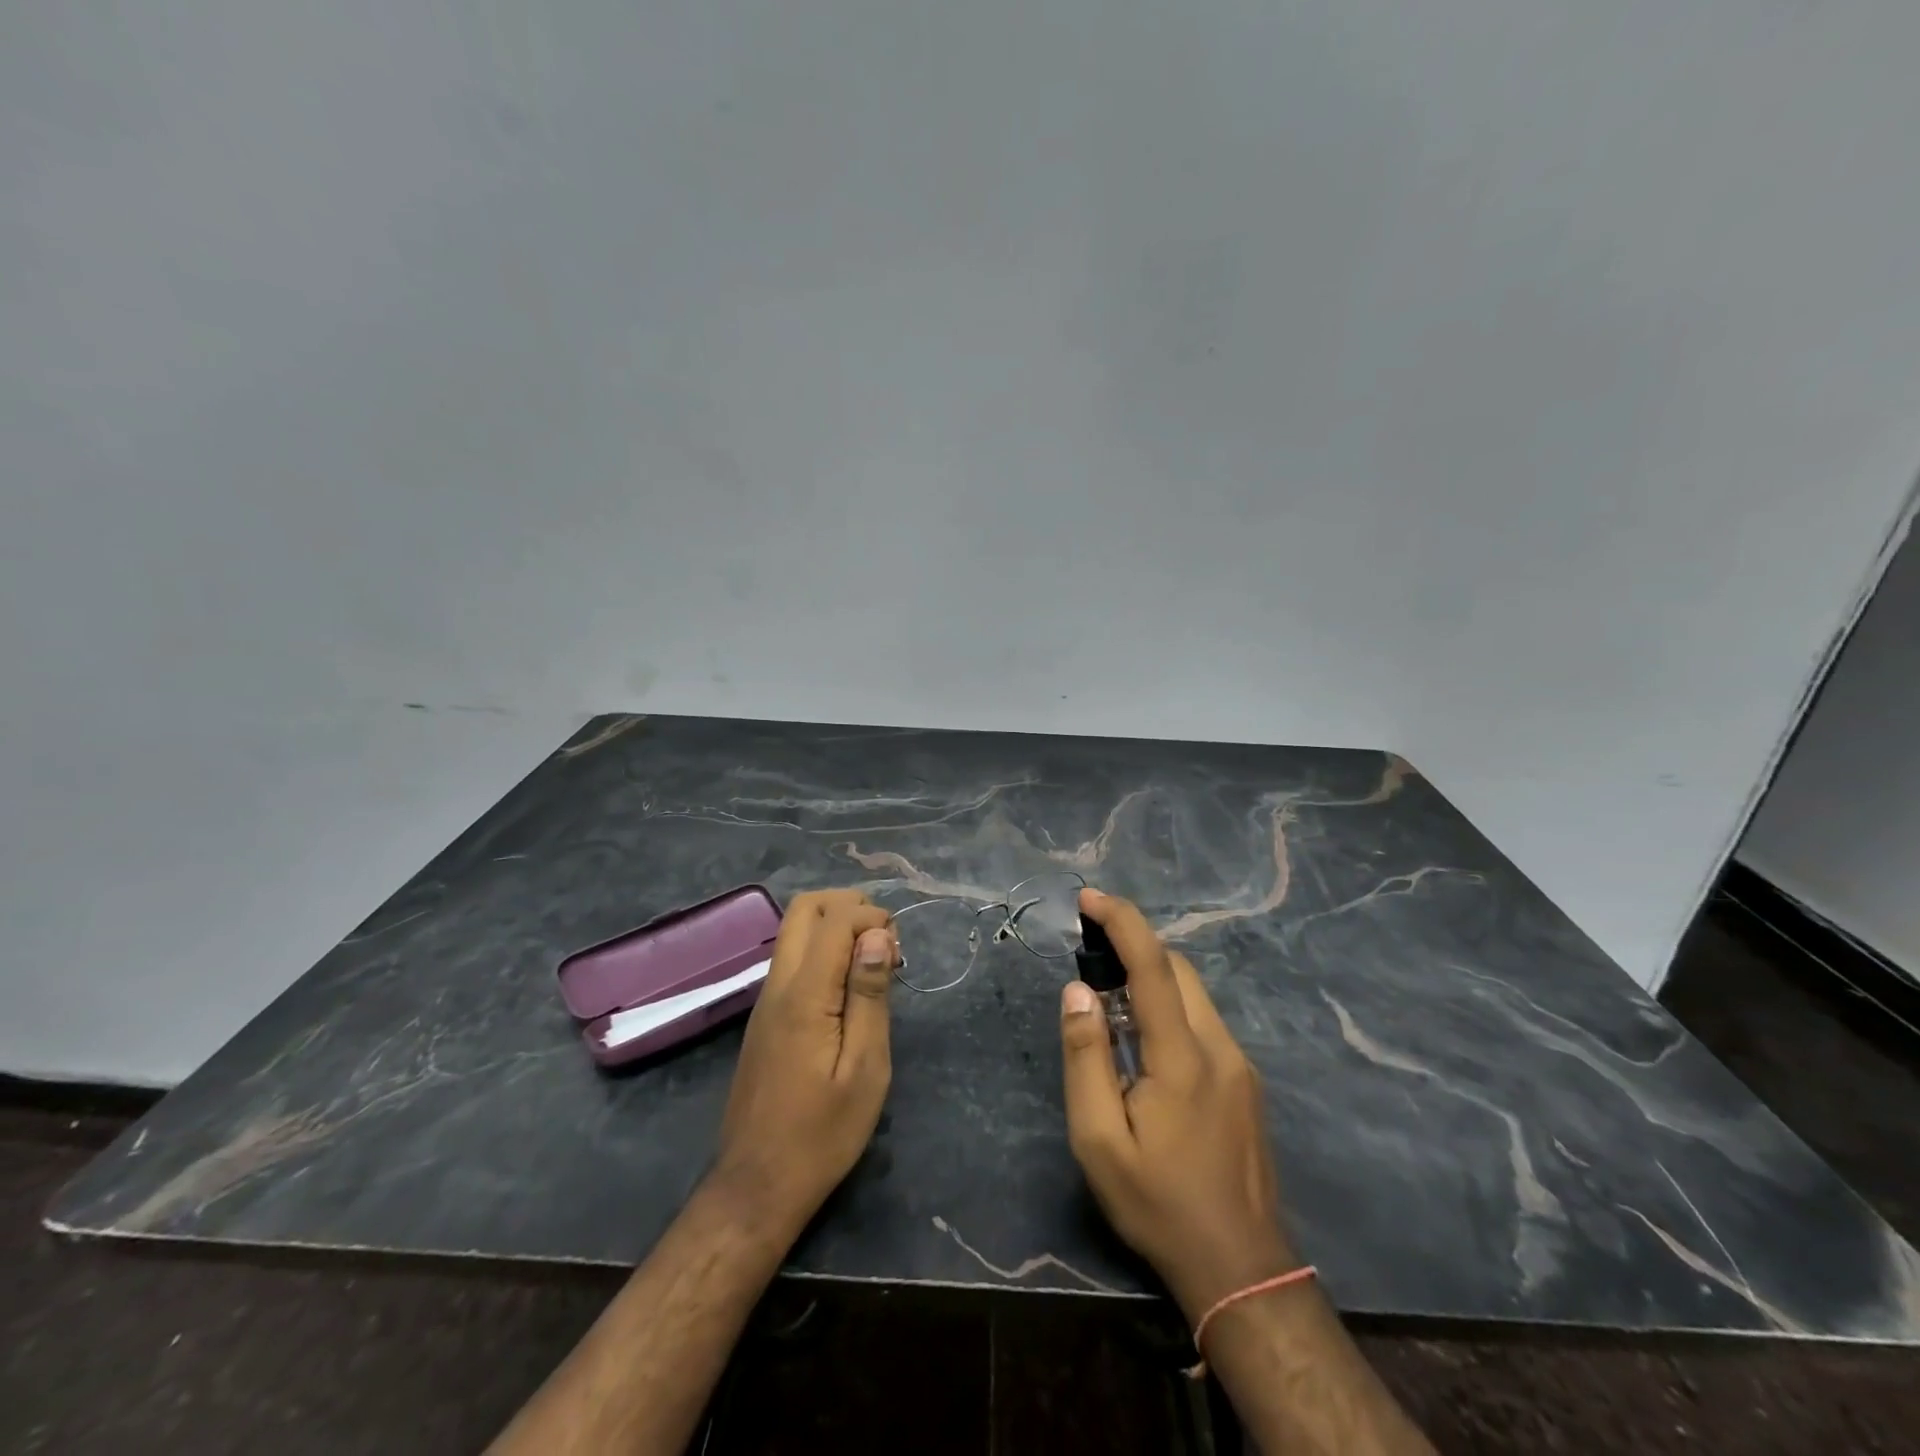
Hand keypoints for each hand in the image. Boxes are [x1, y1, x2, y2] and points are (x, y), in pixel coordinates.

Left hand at [714, 889, 897, 1230]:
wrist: (757, 1186)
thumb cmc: (822, 1133)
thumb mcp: (864, 1068)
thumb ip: (869, 995)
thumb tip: (877, 934)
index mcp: (804, 995)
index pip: (834, 918)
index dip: (872, 917)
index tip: (898, 952)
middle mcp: (778, 985)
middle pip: (805, 909)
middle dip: (850, 907)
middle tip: (884, 943)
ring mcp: (766, 1000)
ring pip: (795, 930)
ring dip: (836, 927)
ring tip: (873, 966)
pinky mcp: (765, 1017)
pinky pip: (793, 958)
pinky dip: (824, 951)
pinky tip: (850, 990)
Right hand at [1060, 889, 1296, 1321]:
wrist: (1242, 1270)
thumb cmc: (1158, 1204)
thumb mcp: (1100, 1140)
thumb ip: (1086, 1058)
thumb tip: (1078, 990)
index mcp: (1183, 1057)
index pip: (1153, 966)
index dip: (1122, 922)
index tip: (1089, 898)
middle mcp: (1220, 1047)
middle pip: (1179, 970)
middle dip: (1135, 947)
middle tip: (1090, 957)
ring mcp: (1241, 1065)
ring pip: (1195, 994)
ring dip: (1152, 980)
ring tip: (1110, 1005)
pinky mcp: (1247, 1082)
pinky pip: (1204, 1023)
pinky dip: (1170, 1009)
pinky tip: (1145, 1047)